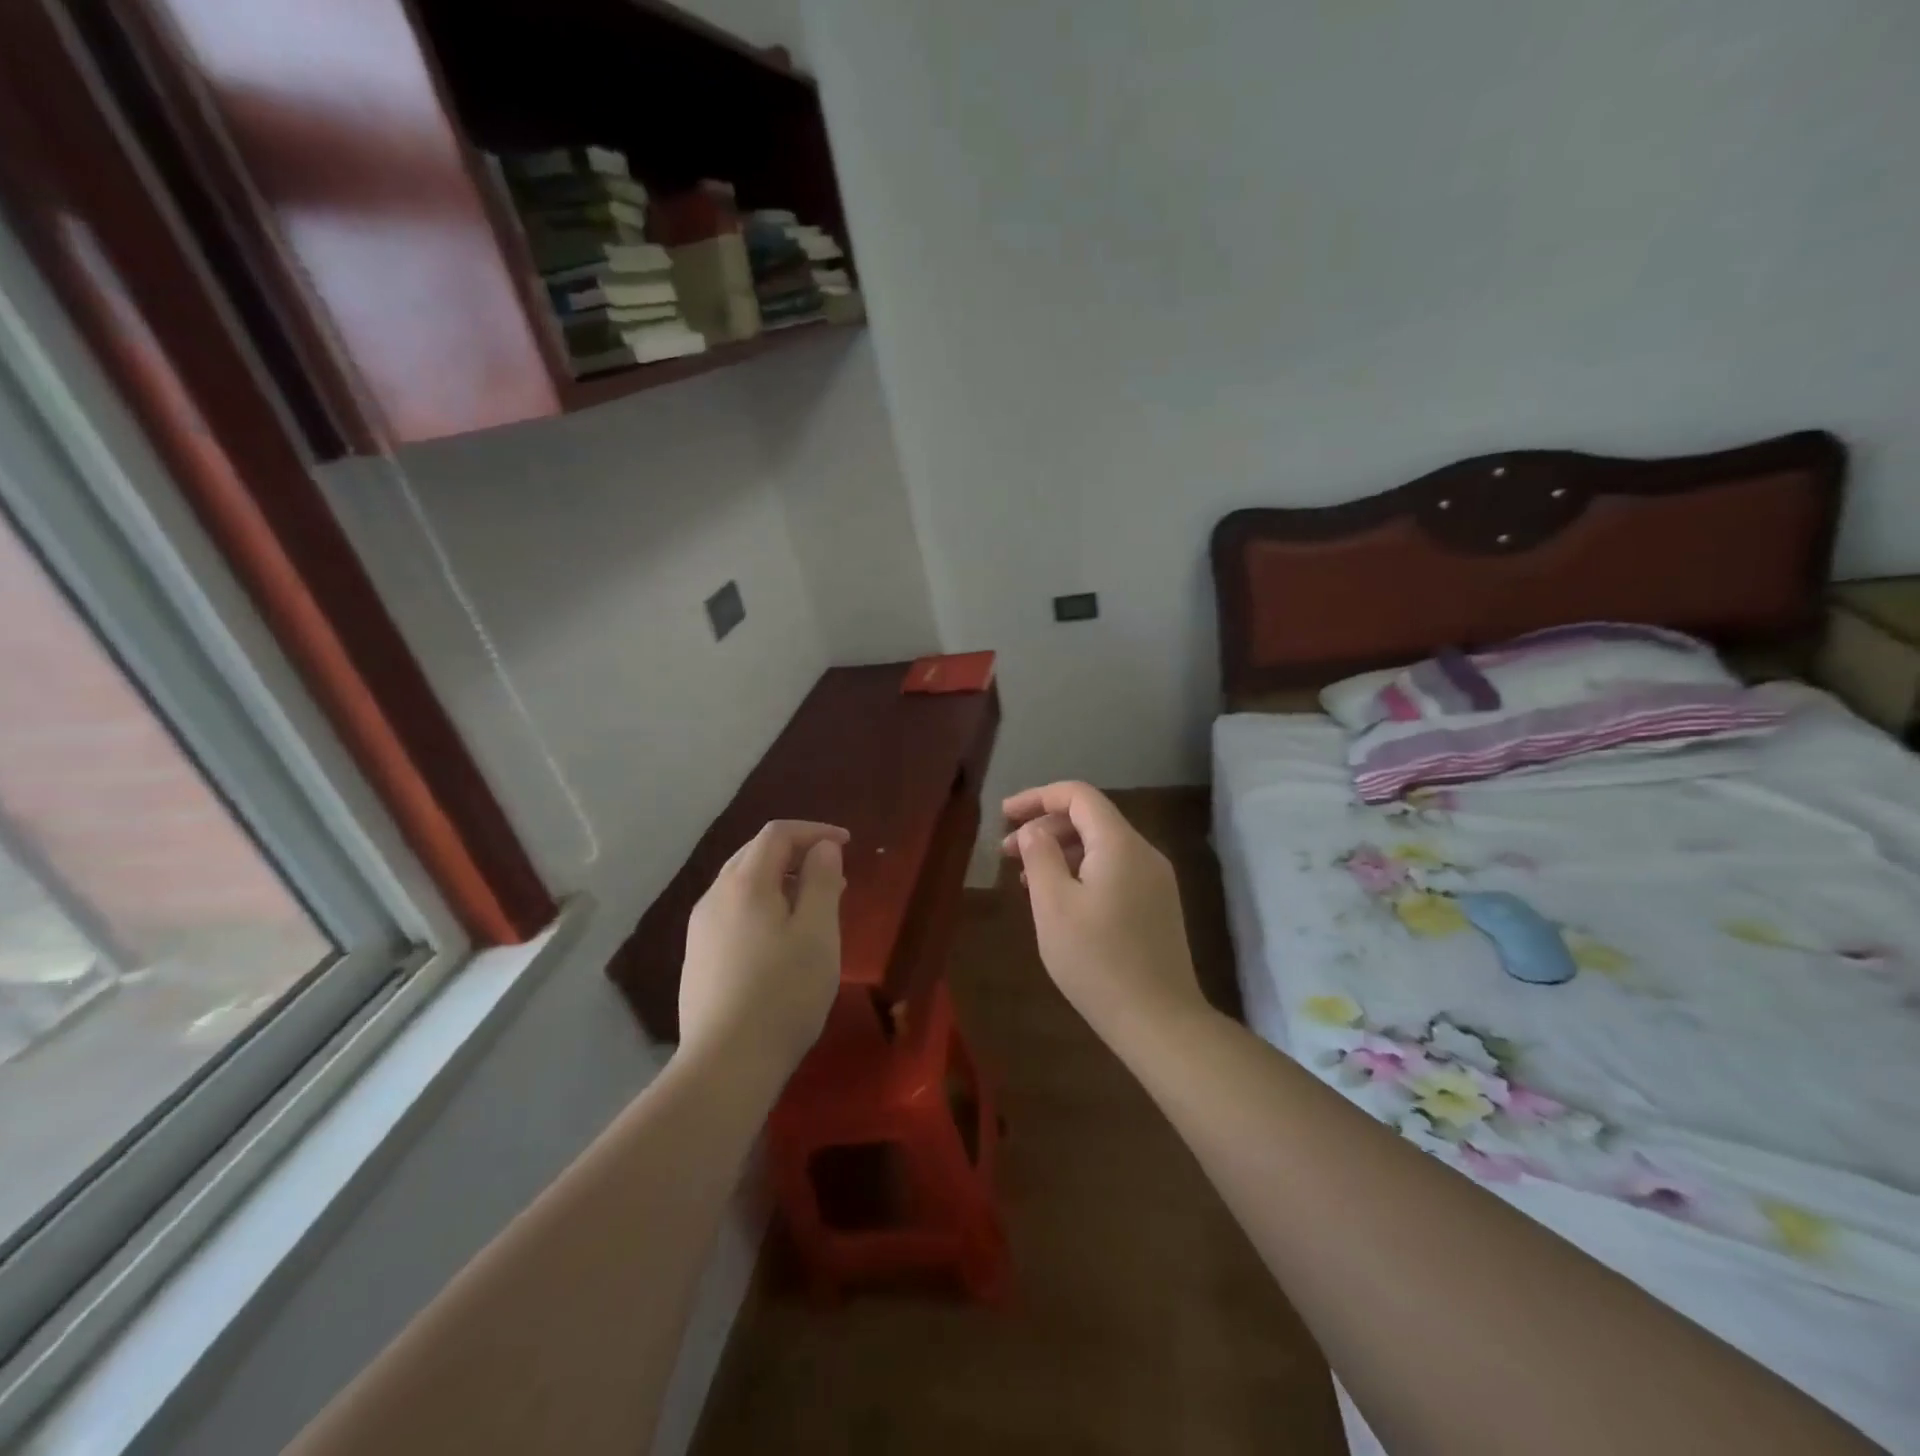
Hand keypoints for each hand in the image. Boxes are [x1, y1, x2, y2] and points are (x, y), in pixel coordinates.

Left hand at [679, 820, 848, 1073]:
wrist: (726, 1064)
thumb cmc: (783, 993)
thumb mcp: (817, 932)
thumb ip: (821, 881)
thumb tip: (822, 848)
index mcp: (745, 883)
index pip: (777, 834)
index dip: (815, 831)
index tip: (846, 845)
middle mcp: (715, 897)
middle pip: (755, 854)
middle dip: (797, 853)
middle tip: (833, 875)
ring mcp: (700, 929)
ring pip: (742, 884)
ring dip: (780, 881)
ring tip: (812, 906)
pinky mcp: (697, 958)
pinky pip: (733, 912)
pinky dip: (762, 906)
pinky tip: (780, 939)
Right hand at [1002, 782, 1207, 1047]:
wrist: (1159, 1021)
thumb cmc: (1097, 961)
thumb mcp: (1054, 906)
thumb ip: (1040, 857)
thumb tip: (1033, 830)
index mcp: (1119, 844)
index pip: (1078, 796)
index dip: (1037, 797)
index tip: (1004, 815)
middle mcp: (1144, 852)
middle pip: (1090, 819)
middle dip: (1045, 827)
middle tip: (1007, 853)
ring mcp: (1155, 880)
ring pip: (1102, 846)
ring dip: (1061, 851)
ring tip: (1026, 877)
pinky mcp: (1157, 905)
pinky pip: (1114, 869)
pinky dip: (1081, 871)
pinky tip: (1059, 899)